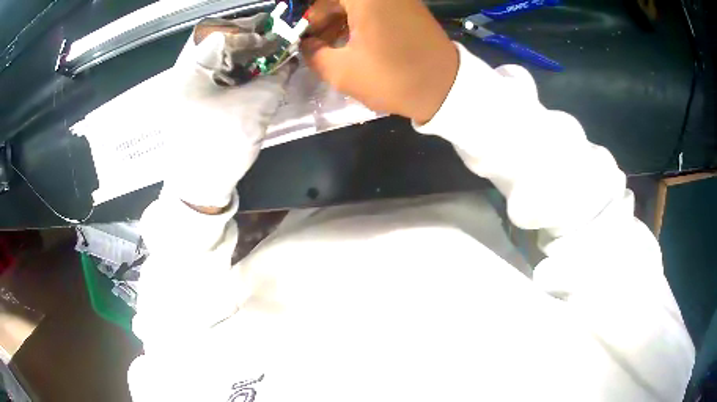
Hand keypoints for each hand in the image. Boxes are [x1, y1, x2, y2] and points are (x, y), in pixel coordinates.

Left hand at [163, 26, 291, 210]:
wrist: (197, 189)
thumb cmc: (220, 144)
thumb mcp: (254, 107)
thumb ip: (276, 79)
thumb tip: (290, 62)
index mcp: (192, 70)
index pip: (226, 38)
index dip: (255, 37)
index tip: (277, 42)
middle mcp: (184, 77)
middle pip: (220, 52)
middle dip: (250, 51)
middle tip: (274, 54)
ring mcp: (184, 94)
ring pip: (217, 68)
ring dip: (244, 67)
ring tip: (266, 72)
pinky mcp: (190, 108)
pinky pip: (214, 86)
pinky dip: (234, 83)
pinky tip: (250, 89)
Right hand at [301, 0, 458, 123]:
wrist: (447, 89)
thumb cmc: (394, 78)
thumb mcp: (343, 72)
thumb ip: (313, 54)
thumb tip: (306, 44)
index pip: (323, 1)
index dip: (309, 16)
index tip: (303, 35)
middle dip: (322, 17)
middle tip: (313, 42)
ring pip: (356, 3)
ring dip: (338, 19)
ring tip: (329, 46)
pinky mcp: (408, 7)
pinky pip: (374, 7)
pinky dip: (358, 19)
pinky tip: (351, 41)